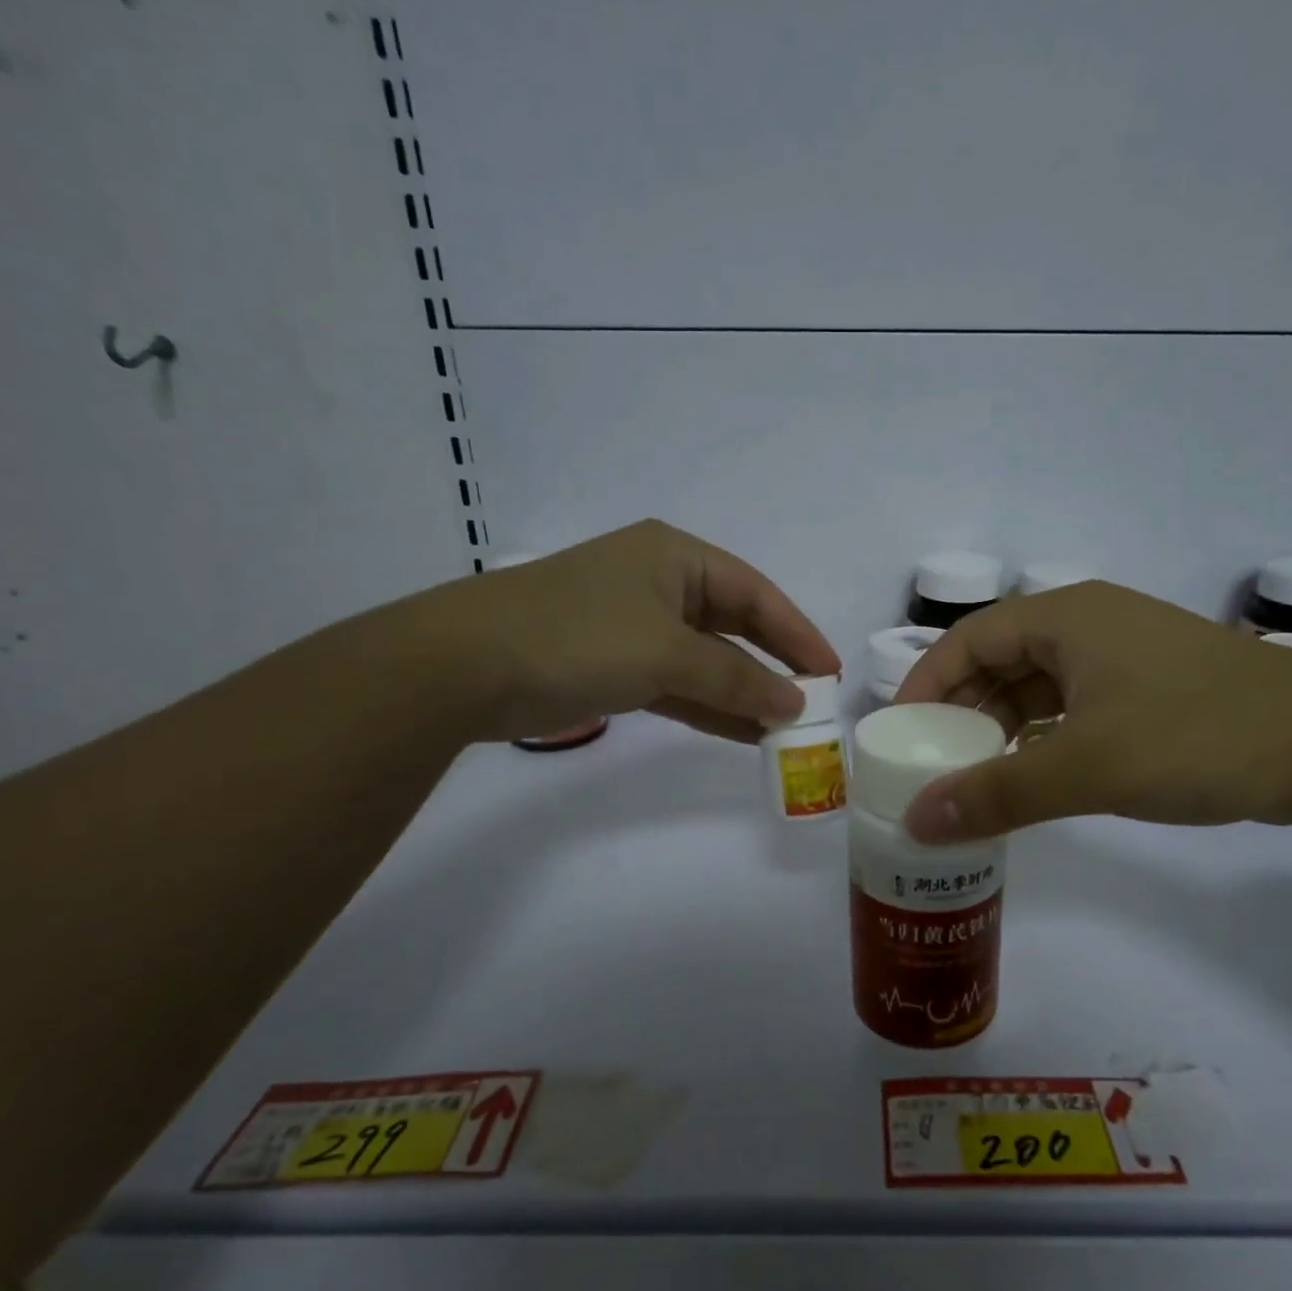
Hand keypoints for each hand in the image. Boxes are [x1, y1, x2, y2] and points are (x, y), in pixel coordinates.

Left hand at [389, 520, 840, 743]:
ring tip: (785, 727)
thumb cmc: (577, 638)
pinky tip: (741, 733)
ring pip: (706, 658)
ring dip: (742, 692)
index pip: (757, 594)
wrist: (460, 667)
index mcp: (676, 557)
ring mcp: (633, 625)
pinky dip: (708, 705)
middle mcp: (659, 583)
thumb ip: (736, 680)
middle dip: (773, 664)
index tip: (831, 674)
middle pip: (734, 624)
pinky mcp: (611, 663)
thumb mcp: (667, 654)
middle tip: (813, 703)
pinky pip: (677, 683)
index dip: (798, 633)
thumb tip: (794, 704)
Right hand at [894, 581, 1291, 840]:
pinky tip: (1032, 777)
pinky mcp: (1148, 690)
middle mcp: (1087, 626)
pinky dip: (1042, 739)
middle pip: (998, 662)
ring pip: (1036, 688)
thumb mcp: (1087, 768)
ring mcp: (1122, 658)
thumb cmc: (1199, 736)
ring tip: (974, 779)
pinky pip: (1072, 709)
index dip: (924, 684)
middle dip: (960, 713)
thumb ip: (997, 794)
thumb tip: (915, 822)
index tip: (898, 735)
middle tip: (932, 766)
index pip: (967, 640)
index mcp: (1064, 618)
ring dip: (1001, 730)